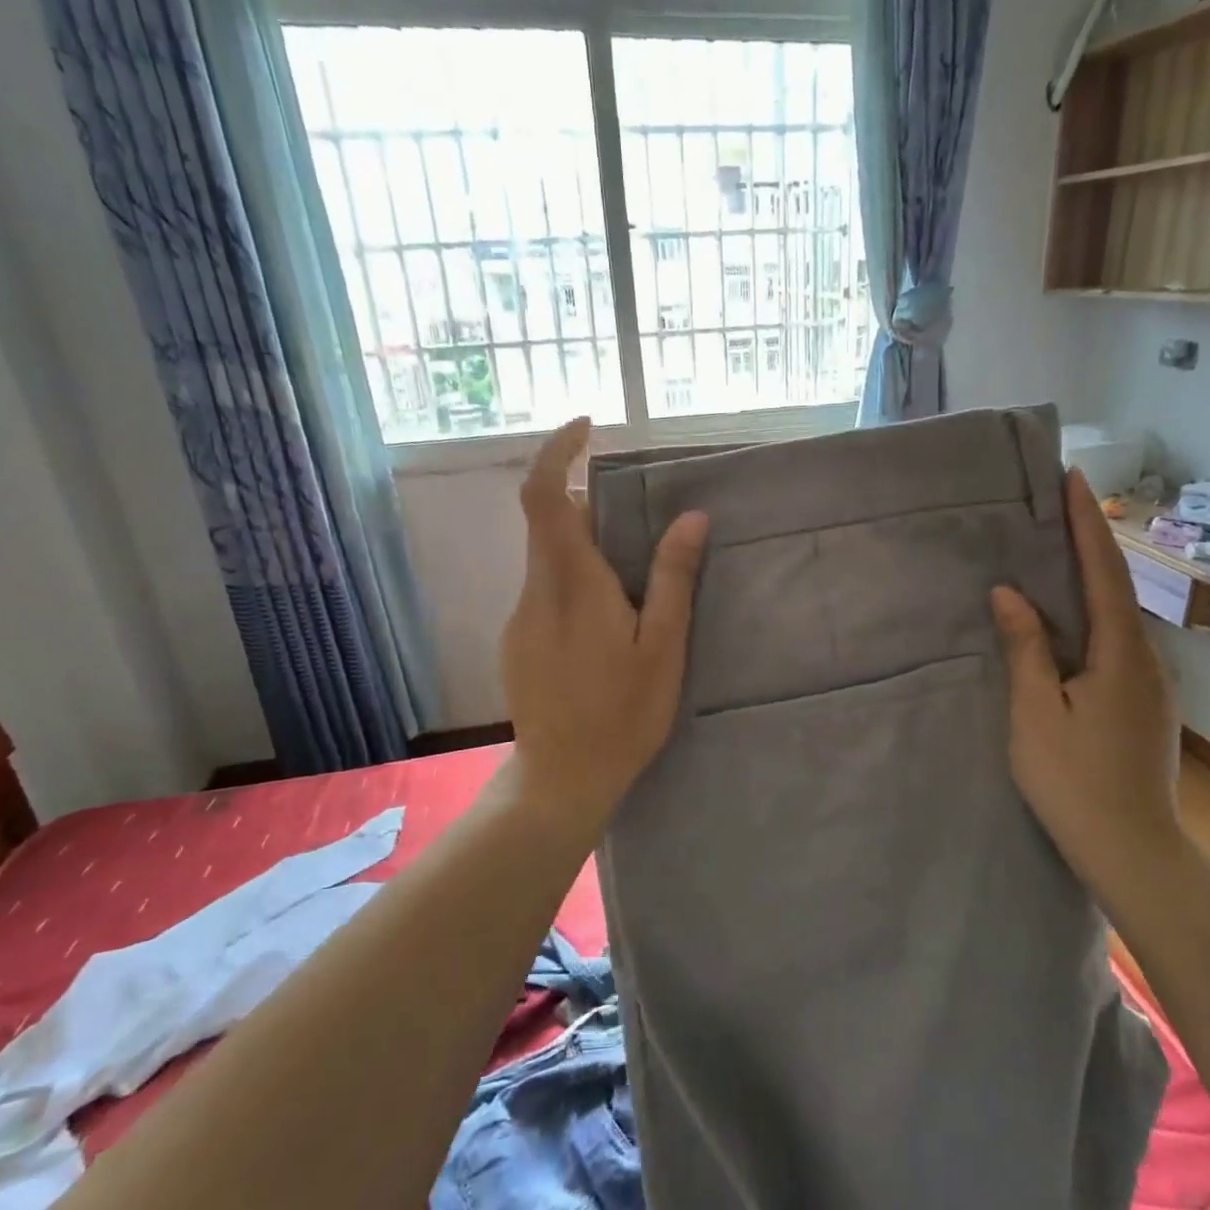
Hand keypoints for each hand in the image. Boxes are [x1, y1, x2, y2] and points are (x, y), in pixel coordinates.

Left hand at [500, 419, 708, 844]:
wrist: (562, 779)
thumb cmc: (623, 716)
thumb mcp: (662, 649)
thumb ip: (673, 580)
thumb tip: (692, 518)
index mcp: (572, 585)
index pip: (544, 496)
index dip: (557, 452)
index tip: (588, 429)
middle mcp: (535, 592)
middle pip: (549, 523)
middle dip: (590, 507)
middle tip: (642, 529)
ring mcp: (519, 618)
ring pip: (549, 560)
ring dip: (587, 550)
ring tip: (635, 590)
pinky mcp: (517, 643)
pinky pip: (545, 591)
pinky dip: (574, 583)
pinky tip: (607, 629)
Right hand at [991, 468, 1180, 891]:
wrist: (1133, 850)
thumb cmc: (1074, 781)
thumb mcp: (1036, 712)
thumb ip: (1026, 648)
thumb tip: (1009, 593)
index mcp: (1120, 653)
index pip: (1103, 572)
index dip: (1086, 523)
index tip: (1074, 478)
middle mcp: (1146, 659)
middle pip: (1117, 588)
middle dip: (1091, 542)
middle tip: (1061, 505)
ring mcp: (1151, 684)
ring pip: (1118, 618)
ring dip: (1092, 580)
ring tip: (1060, 554)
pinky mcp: (1145, 706)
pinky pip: (1117, 644)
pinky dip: (1093, 617)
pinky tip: (1071, 624)